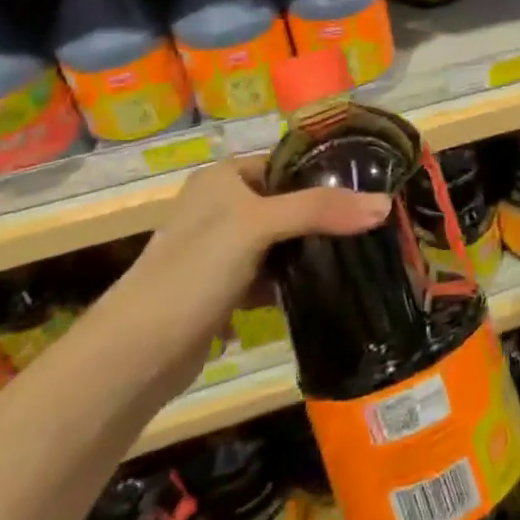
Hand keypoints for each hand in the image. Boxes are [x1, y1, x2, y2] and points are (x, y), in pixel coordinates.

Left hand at [131, 156, 390, 347]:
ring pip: (280, 240)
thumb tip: (385, 205)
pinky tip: (321, 287)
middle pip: (287, 202)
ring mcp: (219, 250)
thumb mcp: (259, 226)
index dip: (326, 175)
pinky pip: (269, 273)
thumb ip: (321, 211)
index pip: (287, 163)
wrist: (134, 356)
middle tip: (370, 226)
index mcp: (223, 177)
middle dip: (324, 216)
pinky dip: (290, 280)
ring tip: (356, 254)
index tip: (370, 190)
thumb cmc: (194, 270)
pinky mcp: (221, 289)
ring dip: (309, 250)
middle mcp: (220, 206)